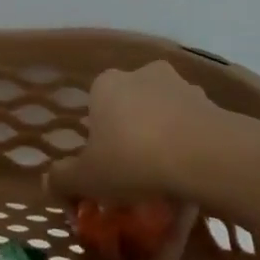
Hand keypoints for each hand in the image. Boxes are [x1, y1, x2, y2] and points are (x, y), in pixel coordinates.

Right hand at [49, 60, 228, 203]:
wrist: (205, 155)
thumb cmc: (133, 159)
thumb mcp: (87, 178)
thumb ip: (63, 179)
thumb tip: (48, 182)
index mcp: (106, 84)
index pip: (95, 108)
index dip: (99, 141)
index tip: (107, 170)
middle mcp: (141, 74)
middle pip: (131, 109)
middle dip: (133, 138)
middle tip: (137, 178)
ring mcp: (181, 85)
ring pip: (165, 117)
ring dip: (165, 142)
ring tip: (169, 184)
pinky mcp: (212, 103)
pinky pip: (194, 129)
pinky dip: (192, 149)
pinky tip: (194, 181)